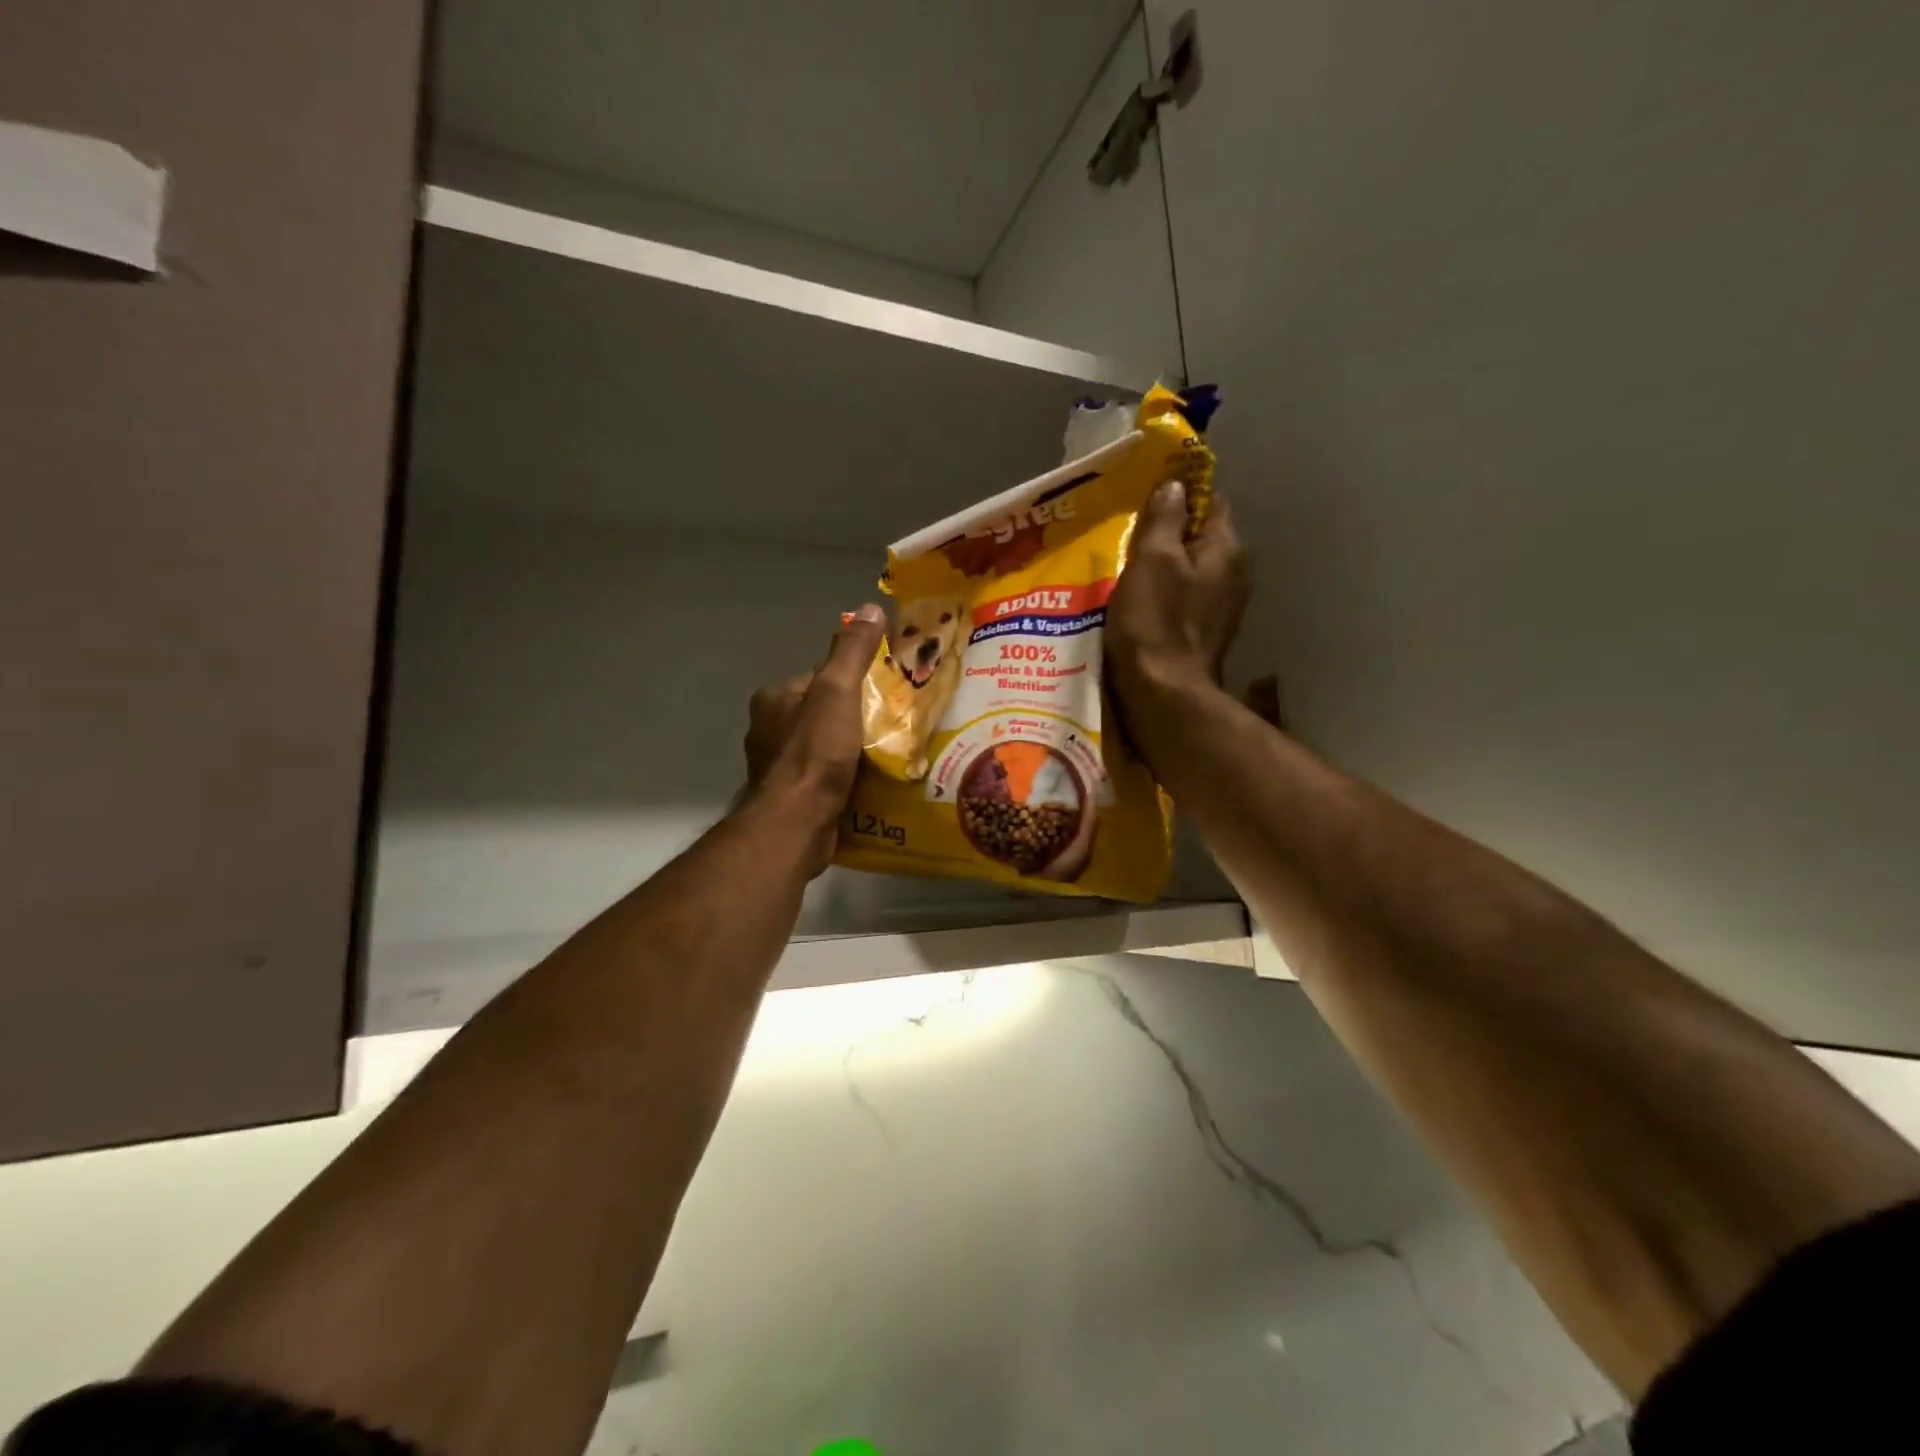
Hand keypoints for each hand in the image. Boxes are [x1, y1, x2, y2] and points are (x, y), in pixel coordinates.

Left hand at [742, 604, 886, 873]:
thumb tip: (870, 607)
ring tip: (887, 756)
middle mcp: (769, 729)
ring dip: (851, 751)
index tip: (884, 692)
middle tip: (892, 726)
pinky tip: (869, 783)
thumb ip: (852, 651)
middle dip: (854, 718)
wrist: (796, 824)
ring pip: (824, 746)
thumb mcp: (838, 692)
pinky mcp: (790, 797)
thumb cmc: (815, 752)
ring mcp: (777, 766)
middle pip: (823, 712)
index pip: (820, 678)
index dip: (853, 682)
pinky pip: (824, 776)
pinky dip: (844, 777)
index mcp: (774, 699)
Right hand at [1108, 481, 1249, 702]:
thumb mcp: (1152, 560)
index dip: (1181, 492)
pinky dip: (1164, 593)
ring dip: (1163, 565)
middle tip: (1129, 530)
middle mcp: (1233, 575)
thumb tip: (1175, 486)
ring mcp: (1222, 607)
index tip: (1147, 492)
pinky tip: (1137, 600)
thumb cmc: (1155, 622)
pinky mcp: (1204, 633)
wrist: (1163, 694)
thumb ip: (1165, 519)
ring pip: (1190, 570)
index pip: (1211, 502)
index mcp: (1226, 550)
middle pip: (1200, 538)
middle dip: (1168, 531)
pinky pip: (1184, 598)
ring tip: (1127, 564)